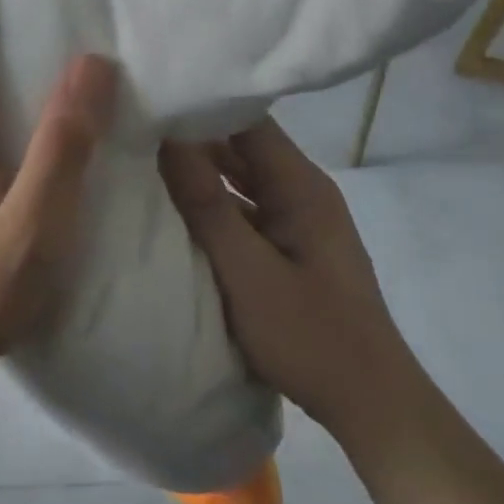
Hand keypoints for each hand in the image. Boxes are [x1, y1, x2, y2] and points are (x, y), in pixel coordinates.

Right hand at [159, 121, 414, 445]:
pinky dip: (211, 207)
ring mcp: (296, 219)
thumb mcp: (248, 273)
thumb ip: (207, 205)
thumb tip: (169, 138)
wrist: (370, 405)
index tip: (152, 99)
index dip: (201, 104)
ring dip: (199, 173)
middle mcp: (301, 190)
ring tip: (142, 158)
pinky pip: (243, 211)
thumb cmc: (310, 336)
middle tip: (134, 126)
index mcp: (300, 184)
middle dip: (191, 137)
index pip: (247, 120)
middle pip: (242, 146)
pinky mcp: (288, 247)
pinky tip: (173, 210)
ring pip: (240, 180)